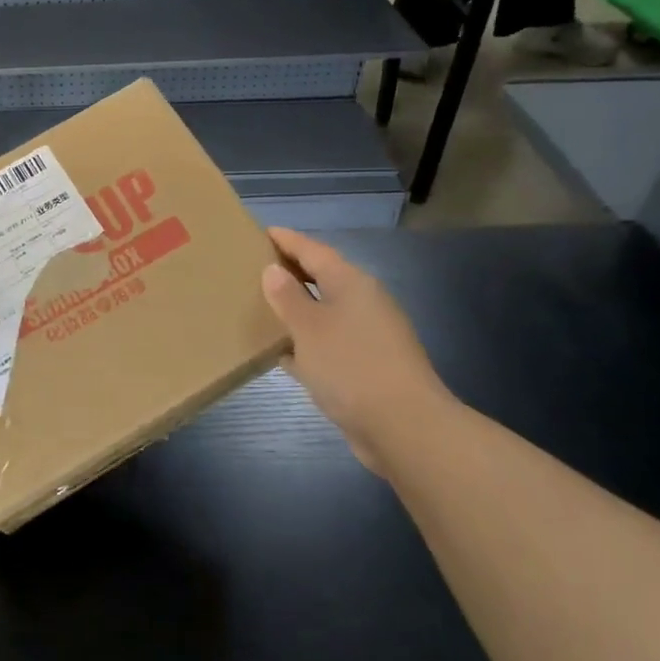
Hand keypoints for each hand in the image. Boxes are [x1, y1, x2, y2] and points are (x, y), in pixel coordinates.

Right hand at [260, 228, 452, 473]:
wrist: (406, 428)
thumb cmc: (351, 367)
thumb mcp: (309, 328)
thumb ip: (288, 297)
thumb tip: (273, 270)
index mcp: (352, 284)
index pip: (314, 250)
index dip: (287, 240)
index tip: (261, 232)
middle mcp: (363, 304)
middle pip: (321, 278)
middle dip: (290, 272)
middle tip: (253, 268)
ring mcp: (367, 337)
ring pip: (324, 313)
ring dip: (296, 310)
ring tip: (260, 306)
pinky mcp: (366, 368)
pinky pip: (327, 344)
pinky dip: (305, 342)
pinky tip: (282, 352)